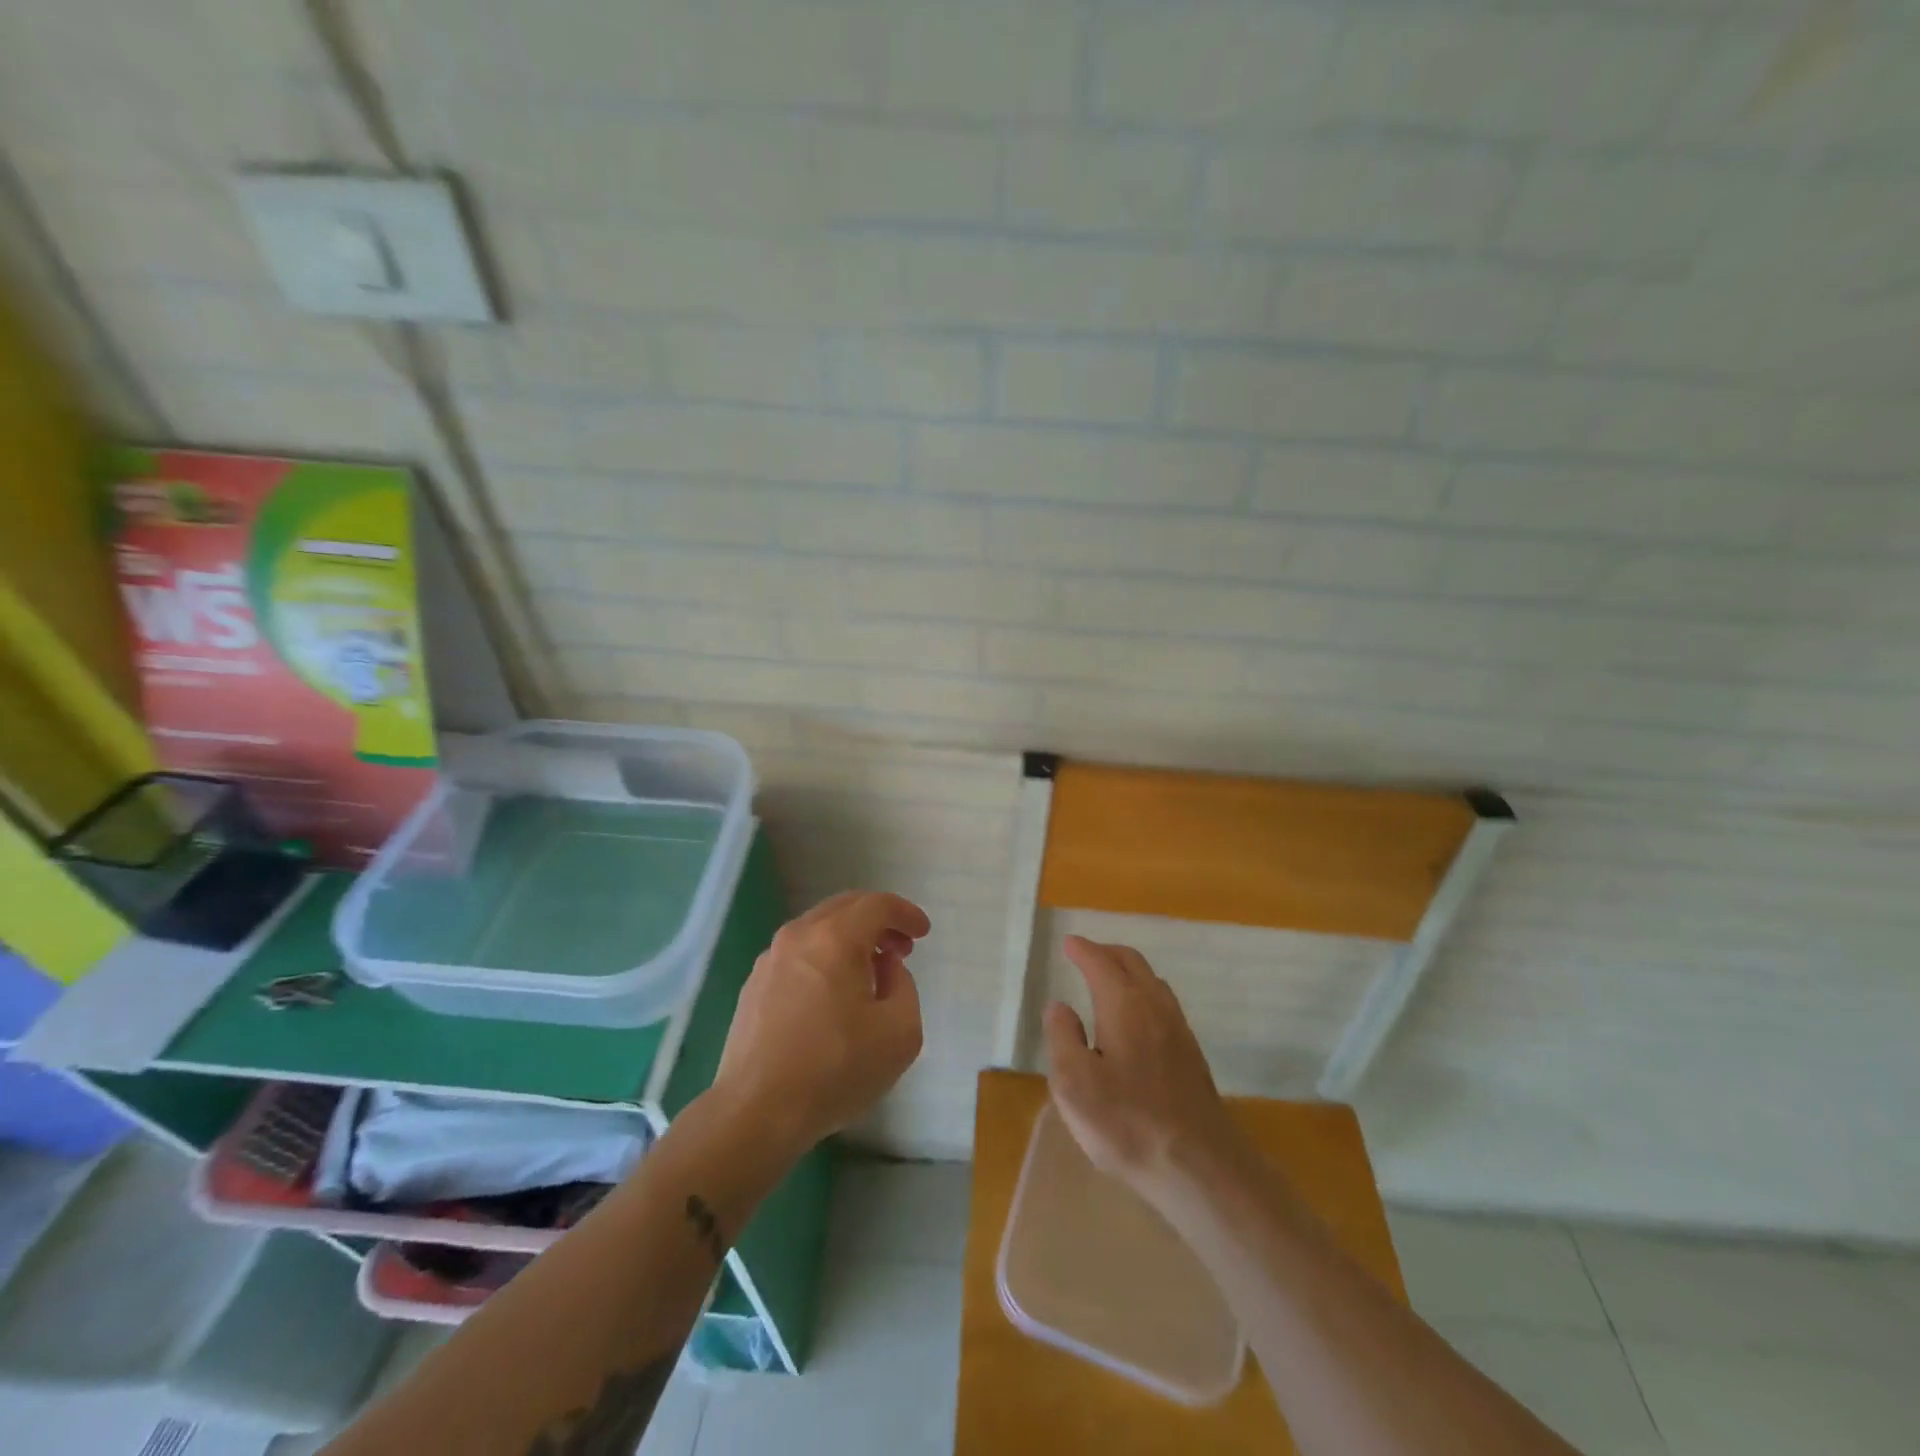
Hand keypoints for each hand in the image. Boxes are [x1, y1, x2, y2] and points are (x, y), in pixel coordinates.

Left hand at [714, 890, 929, 1158]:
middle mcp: (799, 936)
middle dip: (879, 921)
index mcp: (835, 939)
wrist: (755, 1112)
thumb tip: (885, 969)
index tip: (923, 932)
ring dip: (851, 938)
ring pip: (819, 928)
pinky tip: (834, 993)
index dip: (906, 913)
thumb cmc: (835, 1070)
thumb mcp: (900, 1033)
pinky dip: (825, 956)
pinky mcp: (754, 984)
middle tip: (901, 948)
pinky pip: (799, 953)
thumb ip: (904, 987)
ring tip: (870, 972)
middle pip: (846, 907)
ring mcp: (771, 958)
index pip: (877, 905)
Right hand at [1044, 936, 1246, 1200]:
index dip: (1083, 950)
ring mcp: (1178, 1029)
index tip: (1069, 943)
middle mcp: (1154, 1006)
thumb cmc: (1126, 1122)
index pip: (1100, 963)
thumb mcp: (1073, 1083)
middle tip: (1086, 953)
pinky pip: (1163, 1003)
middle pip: (1132, 962)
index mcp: (1123, 1004)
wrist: (1199, 1165)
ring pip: (1152, 981)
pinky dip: (1143, 992)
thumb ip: (1062, 1037)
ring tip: (1109, 979)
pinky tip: (1136, 1017)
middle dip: (1107, 952)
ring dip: (1128, 971)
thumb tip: (1060, 1007)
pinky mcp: (1191, 1055)